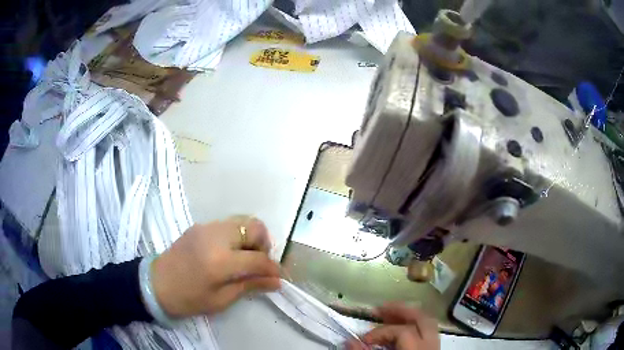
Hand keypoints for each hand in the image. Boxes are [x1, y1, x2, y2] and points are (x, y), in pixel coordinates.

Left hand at [151, 216, 280, 317]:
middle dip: (264, 245)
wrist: (155, 284)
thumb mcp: (221, 299)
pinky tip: (229, 253)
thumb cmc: (188, 299)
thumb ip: (250, 285)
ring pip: (243, 221)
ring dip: (251, 238)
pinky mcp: (200, 226)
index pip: (258, 259)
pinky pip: (228, 224)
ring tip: (245, 258)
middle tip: (258, 264)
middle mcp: (216, 236)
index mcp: (220, 261)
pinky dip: (237, 235)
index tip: (278, 277)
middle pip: (255, 227)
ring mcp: (207, 227)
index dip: (272, 268)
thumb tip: (276, 281)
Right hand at [346, 303, 439, 349]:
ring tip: (389, 314)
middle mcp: (430, 347)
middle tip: (380, 309)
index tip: (363, 340)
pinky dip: (414, 326)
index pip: (402, 332)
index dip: (380, 332)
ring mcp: (435, 348)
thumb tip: (350, 341)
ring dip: (408, 316)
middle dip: (400, 311)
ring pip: (427, 323)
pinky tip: (401, 329)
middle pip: (422, 319)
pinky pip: (427, 332)